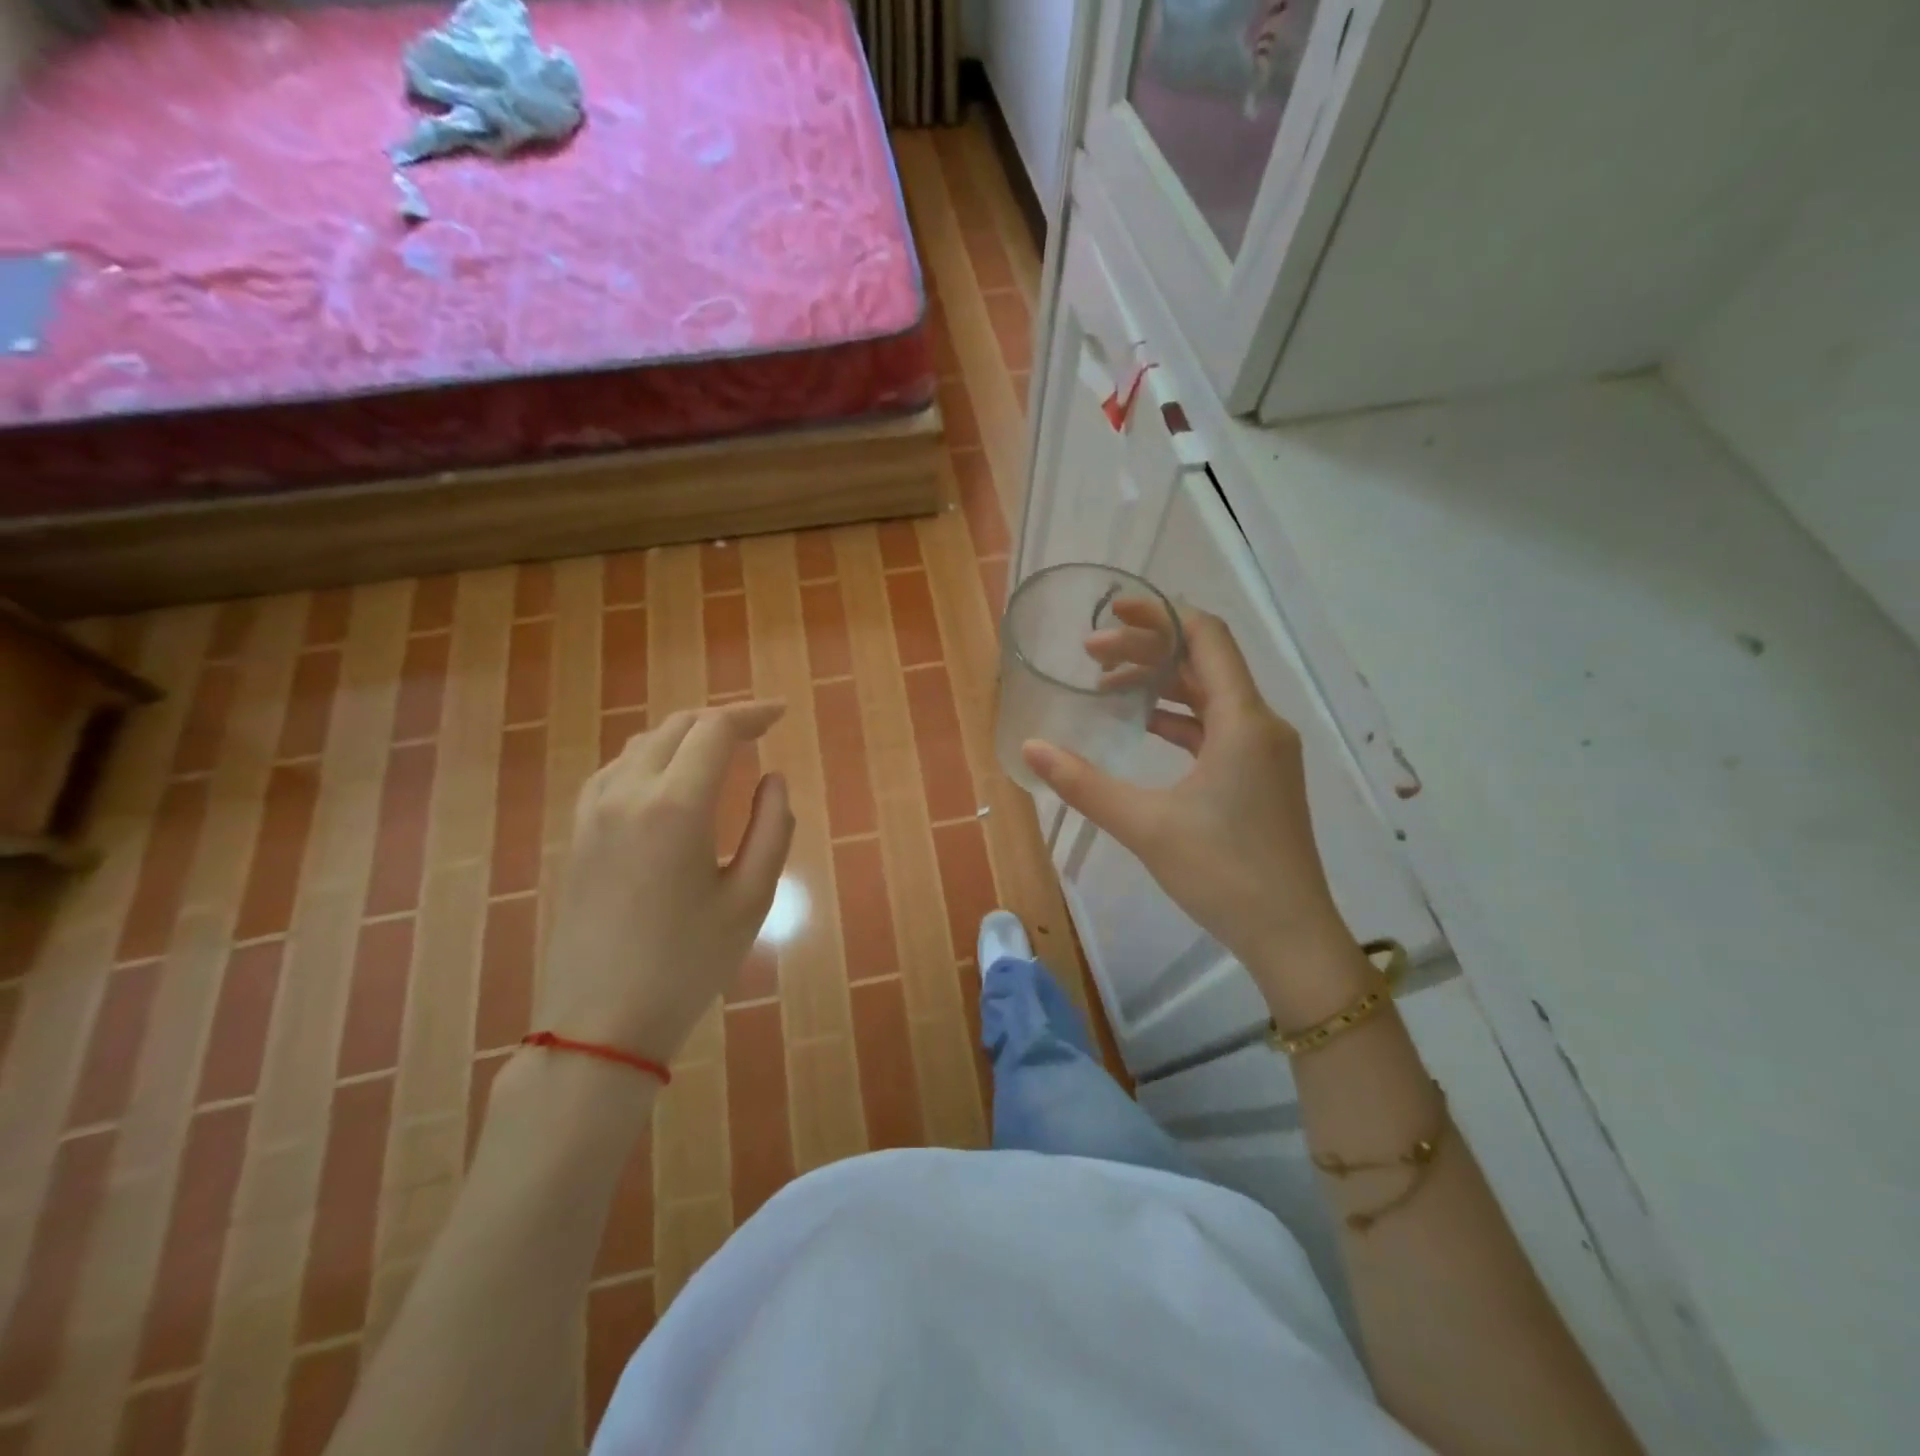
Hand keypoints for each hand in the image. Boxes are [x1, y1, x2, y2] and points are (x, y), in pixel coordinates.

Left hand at [536, 702, 794, 1065]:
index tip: (782, 714)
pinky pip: (616, 770)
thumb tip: (773, 779)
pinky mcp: (577, 834)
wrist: (599, 1023)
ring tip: (719, 751)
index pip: (716, 730)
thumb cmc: (688, 964)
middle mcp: (628, 793)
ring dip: (685, 735)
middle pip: (677, 726)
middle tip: (758, 731)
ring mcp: (594, 812)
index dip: (752, 714)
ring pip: (643, 744)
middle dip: (721, 719)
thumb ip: (771, 828)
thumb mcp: (751, 900)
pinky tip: (667, 779)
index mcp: (676, 806)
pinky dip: (650, 757)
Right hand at [1023, 602, 1351, 1013]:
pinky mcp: (1261, 776)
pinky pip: (1216, 727)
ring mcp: (1265, 751)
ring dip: (1160, 685)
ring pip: (1209, 696)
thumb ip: (1084, 783)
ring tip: (1105, 688)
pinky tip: (1141, 726)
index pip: (1206, 637)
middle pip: (1203, 663)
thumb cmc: (1223, 873)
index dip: (1159, 615)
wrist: (1290, 935)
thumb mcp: (1145, 824)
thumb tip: (1031, 748)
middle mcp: (1261, 724)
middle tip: (1090, 656)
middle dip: (1147, 651)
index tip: (1111, 611)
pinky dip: (1178, 718)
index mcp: (1243, 721)